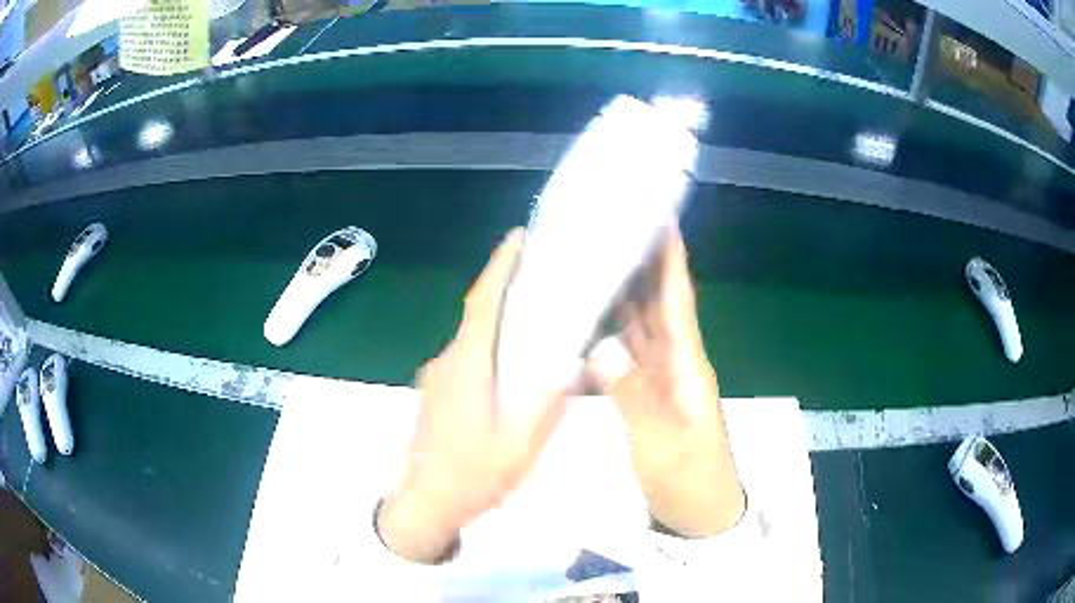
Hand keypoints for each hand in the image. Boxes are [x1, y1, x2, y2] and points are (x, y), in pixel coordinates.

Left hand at [377, 229, 569, 562]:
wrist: (425, 503)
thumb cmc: (471, 476)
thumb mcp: (520, 447)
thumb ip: (546, 406)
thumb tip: (571, 365)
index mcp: (467, 368)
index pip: (481, 304)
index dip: (498, 268)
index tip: (517, 238)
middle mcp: (447, 362)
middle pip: (477, 314)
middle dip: (505, 287)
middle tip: (543, 273)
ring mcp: (437, 377)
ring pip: (472, 337)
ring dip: (498, 319)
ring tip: (536, 315)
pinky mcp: (436, 392)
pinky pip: (467, 356)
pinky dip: (489, 345)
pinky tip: (512, 362)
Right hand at [587, 229, 744, 537]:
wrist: (700, 516)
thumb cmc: (689, 479)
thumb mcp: (660, 442)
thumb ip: (631, 395)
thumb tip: (599, 345)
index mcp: (687, 366)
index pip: (678, 301)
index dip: (671, 259)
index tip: (661, 220)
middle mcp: (676, 365)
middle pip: (658, 306)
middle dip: (641, 267)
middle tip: (611, 234)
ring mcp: (662, 383)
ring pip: (642, 330)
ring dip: (624, 299)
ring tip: (594, 266)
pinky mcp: (648, 400)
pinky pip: (628, 359)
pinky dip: (610, 338)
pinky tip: (587, 327)